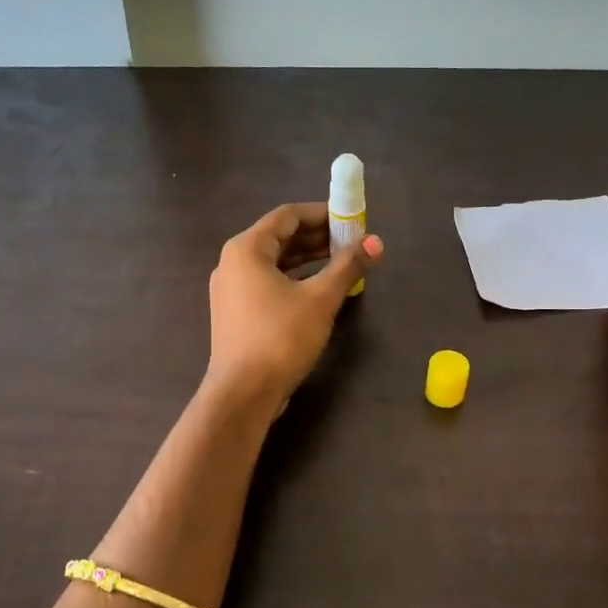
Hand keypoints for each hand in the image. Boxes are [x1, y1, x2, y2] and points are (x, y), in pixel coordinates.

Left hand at [205, 203, 382, 414]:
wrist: (243, 393)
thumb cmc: (280, 338)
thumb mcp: (321, 299)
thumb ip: (348, 266)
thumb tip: (376, 242)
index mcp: (246, 248)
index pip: (288, 216)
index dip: (322, 214)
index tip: (352, 220)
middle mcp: (233, 262)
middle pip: (279, 238)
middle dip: (317, 238)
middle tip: (352, 242)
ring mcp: (231, 290)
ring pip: (274, 263)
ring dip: (308, 260)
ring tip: (342, 264)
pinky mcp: (236, 313)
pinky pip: (268, 284)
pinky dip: (294, 280)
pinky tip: (319, 291)